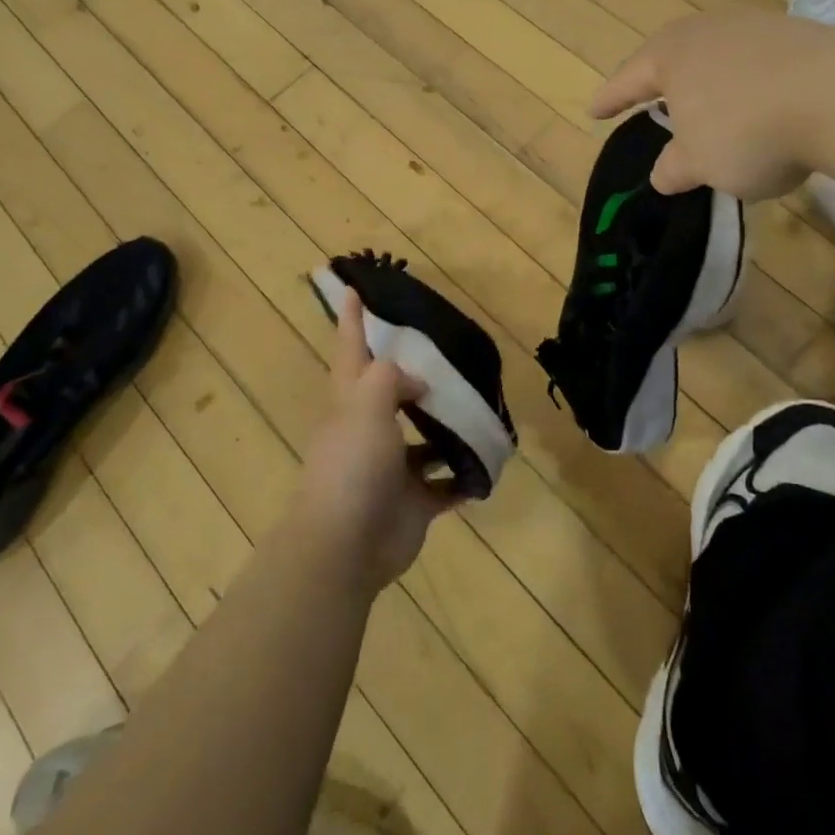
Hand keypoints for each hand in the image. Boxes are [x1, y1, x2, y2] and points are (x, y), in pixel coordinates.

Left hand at [296, 290, 462, 592]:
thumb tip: (417, 384)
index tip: (353, 288)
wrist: (346, 546)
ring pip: (424, 438)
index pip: (351, 348)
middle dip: (413, 375)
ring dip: (447, 426)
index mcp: (350, 401)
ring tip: (479, 403)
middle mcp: (370, 429)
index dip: (351, 318)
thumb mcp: (366, 403)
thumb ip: (391, 378)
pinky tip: (488, 459)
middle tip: (446, 351)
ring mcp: (392, 468)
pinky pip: (446, 484)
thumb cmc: (352, 464)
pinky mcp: (414, 502)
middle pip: (391, 392)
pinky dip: (464, 475)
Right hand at [594, 8, 827, 200]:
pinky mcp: (798, 33)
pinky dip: (749, 82)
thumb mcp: (702, 163)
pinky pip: (756, 60)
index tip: (593, 111)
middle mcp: (707, 30)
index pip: (628, 80)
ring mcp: (755, 26)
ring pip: (717, 54)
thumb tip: (662, 174)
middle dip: (660, 81)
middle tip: (649, 98)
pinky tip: (761, 101)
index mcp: (670, 56)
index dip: (610, 99)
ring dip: (708, 80)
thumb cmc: (749, 130)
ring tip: (708, 102)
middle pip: (672, 55)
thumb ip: (675, 168)